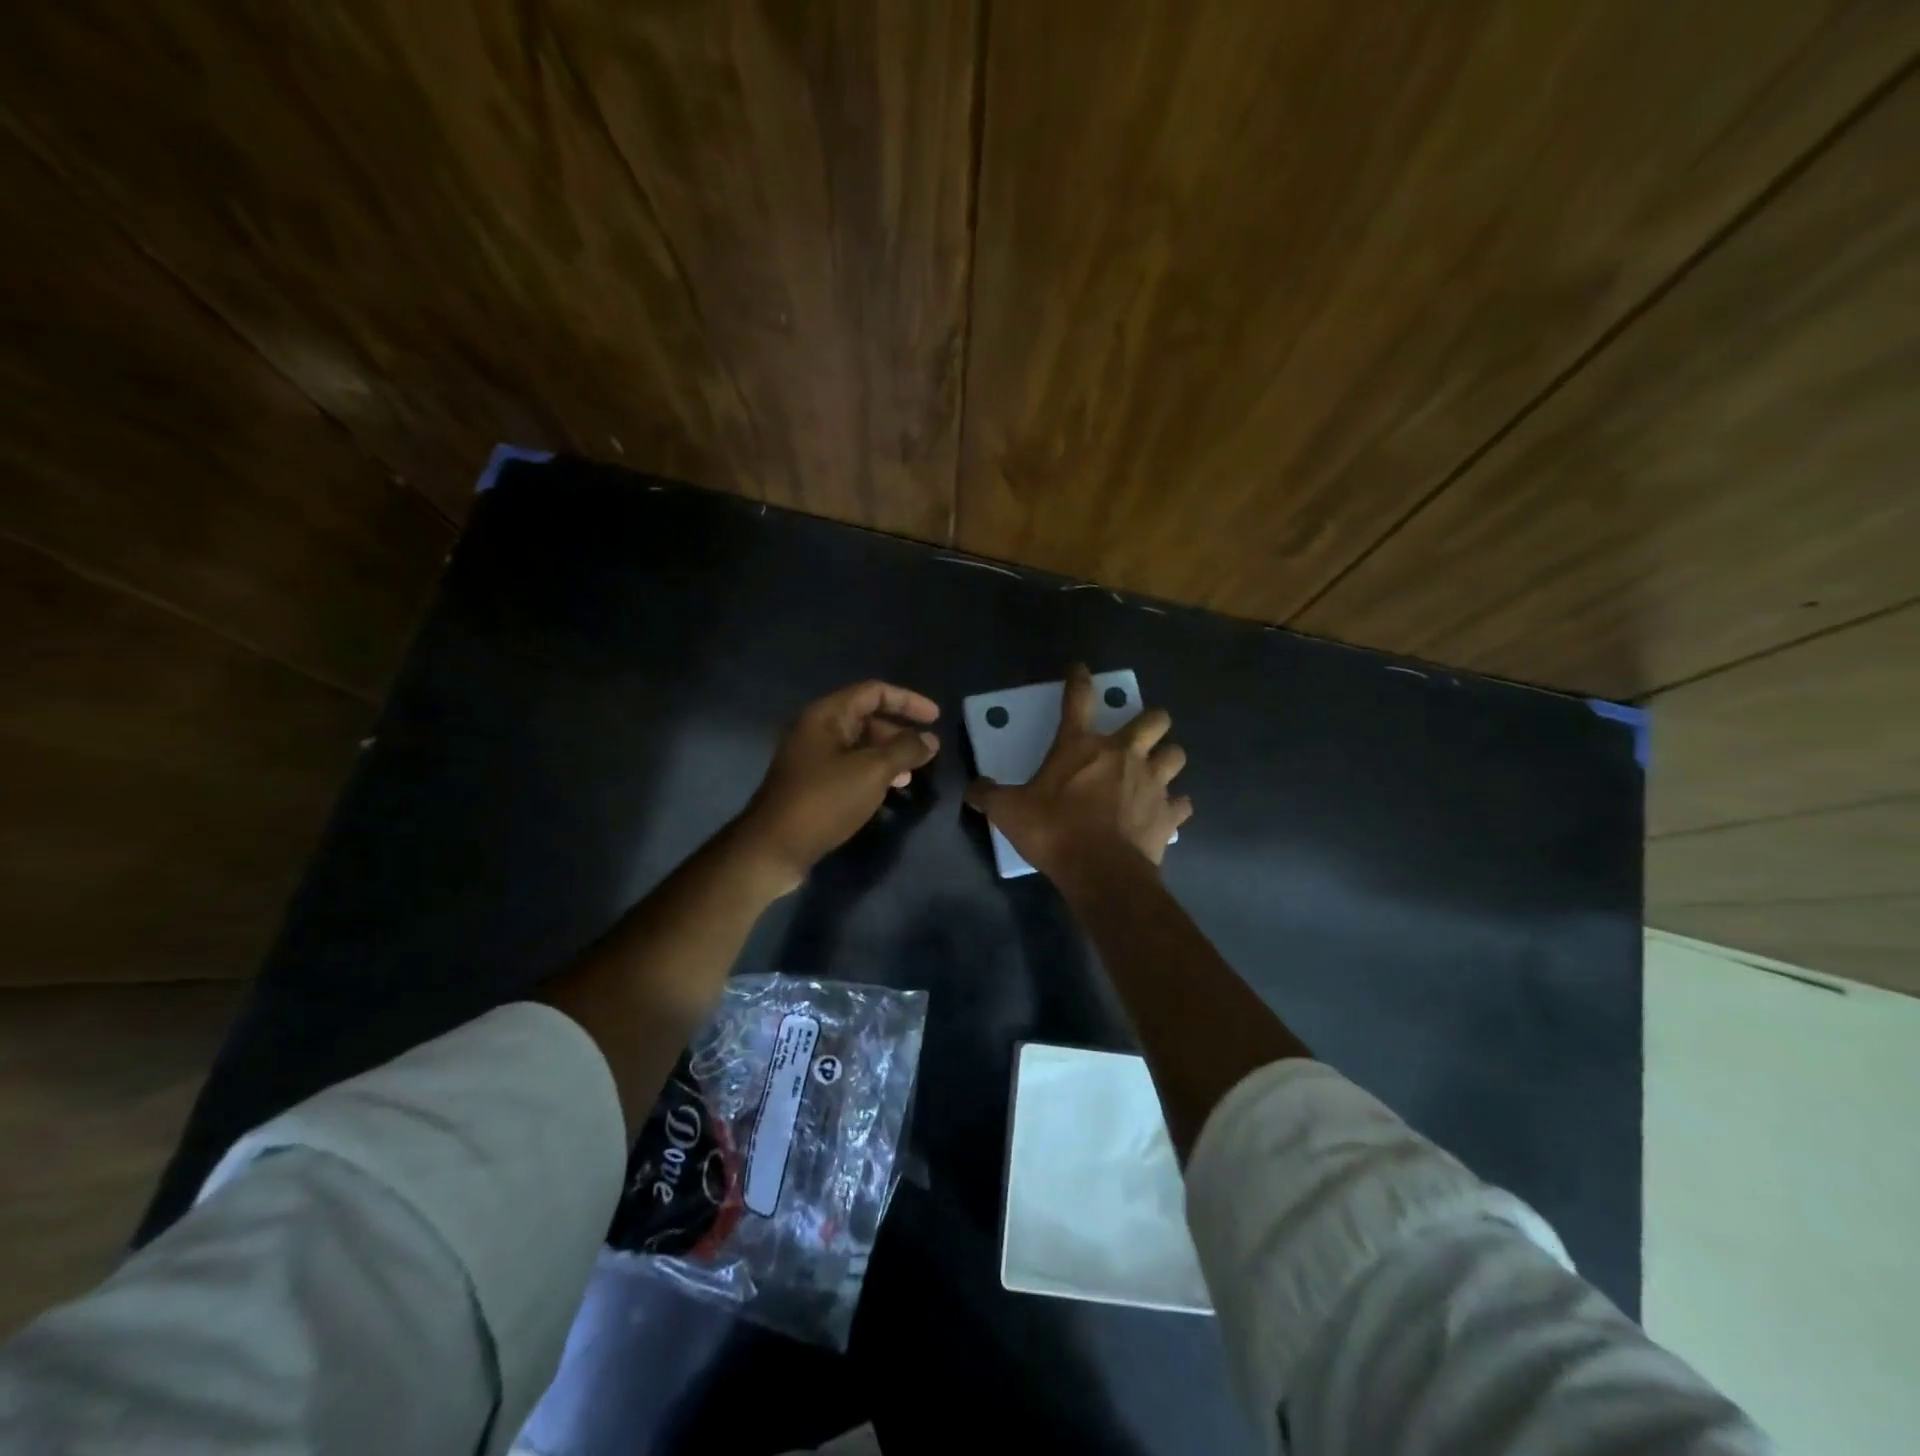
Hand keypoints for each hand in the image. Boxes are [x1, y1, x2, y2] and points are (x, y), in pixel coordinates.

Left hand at [736, 680, 939, 893]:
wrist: (774, 848)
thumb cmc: (824, 800)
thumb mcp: (872, 771)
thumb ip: (904, 750)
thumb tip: (930, 740)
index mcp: (826, 716)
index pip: (874, 692)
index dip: (908, 700)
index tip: (936, 718)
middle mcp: (817, 731)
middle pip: (866, 718)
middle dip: (899, 732)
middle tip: (927, 752)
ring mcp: (812, 759)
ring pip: (859, 746)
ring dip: (889, 755)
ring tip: (913, 774)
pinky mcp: (812, 785)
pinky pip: (849, 768)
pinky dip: (873, 774)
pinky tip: (889, 792)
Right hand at [966, 664, 1190, 878]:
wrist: (1101, 871)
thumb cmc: (1054, 831)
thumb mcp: (1009, 812)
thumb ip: (988, 795)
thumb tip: (972, 789)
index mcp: (1081, 746)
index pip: (1078, 699)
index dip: (1079, 679)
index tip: (1081, 669)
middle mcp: (1123, 754)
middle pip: (1154, 719)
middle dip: (1151, 721)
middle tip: (1140, 733)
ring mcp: (1152, 782)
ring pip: (1176, 754)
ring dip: (1167, 758)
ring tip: (1157, 769)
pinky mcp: (1169, 813)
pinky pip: (1181, 802)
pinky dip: (1174, 805)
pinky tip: (1165, 812)